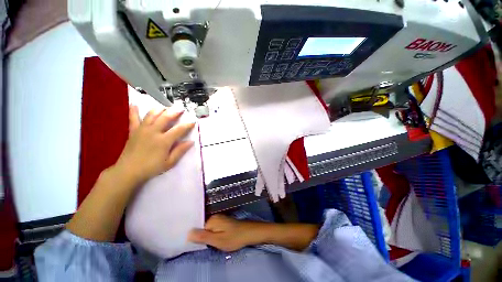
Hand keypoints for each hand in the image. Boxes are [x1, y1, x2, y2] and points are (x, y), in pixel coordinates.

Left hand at [115, 105, 194, 184]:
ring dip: (159, 109)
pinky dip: (134, 111)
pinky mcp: (133, 131)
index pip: (179, 130)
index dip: (187, 125)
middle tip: (181, 108)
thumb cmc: (151, 168)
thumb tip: (191, 142)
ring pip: (151, 115)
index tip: (193, 122)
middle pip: (165, 118)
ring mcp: (142, 130)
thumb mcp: (169, 162)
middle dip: (174, 112)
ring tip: (165, 106)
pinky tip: (134, 104)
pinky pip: (133, 119)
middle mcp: (153, 132)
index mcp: (163, 141)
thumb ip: (180, 151)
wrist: (128, 171)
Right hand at [188, 214, 261, 251]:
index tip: (195, 246)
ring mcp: (219, 219)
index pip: (197, 228)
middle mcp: (214, 217)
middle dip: (202, 237)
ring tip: (209, 244)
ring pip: (208, 229)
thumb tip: (188, 233)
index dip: (196, 238)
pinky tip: (215, 240)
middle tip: (203, 246)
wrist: (249, 233)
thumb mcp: (217, 240)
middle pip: (202, 228)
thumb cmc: (234, 237)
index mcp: (211, 220)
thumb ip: (203, 237)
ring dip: (207, 237)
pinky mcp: (223, 223)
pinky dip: (212, 235)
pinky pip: (213, 229)